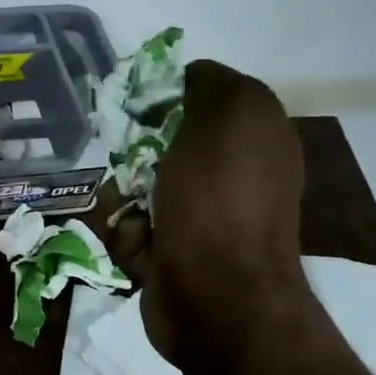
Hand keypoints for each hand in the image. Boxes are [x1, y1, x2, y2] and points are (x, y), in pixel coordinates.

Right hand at [142, 61, 308, 365]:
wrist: (216, 299)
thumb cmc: (218, 203)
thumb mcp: (222, 117)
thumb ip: (207, 83)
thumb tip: (189, 75)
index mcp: (251, 133)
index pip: (198, 93)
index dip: (162, 96)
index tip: (136, 108)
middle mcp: (229, 170)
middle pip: (157, 141)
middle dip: (134, 156)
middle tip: (130, 167)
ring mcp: (200, 213)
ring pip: (136, 186)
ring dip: (124, 200)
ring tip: (134, 218)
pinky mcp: (172, 250)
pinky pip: (132, 227)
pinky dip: (129, 237)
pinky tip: (141, 250)